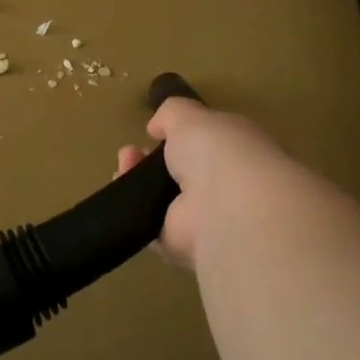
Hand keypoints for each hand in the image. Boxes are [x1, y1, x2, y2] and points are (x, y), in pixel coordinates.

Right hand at [115, 98, 304, 269]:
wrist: (226, 210)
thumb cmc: (218, 152)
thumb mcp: (191, 116)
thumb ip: (173, 114)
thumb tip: (157, 126)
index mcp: (237, 152)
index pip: (207, 144)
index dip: (179, 137)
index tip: (153, 132)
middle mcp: (224, 186)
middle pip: (181, 173)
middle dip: (151, 160)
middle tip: (130, 153)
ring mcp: (204, 218)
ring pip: (163, 199)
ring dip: (138, 181)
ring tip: (122, 166)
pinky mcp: (182, 246)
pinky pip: (152, 226)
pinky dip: (134, 209)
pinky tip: (122, 191)